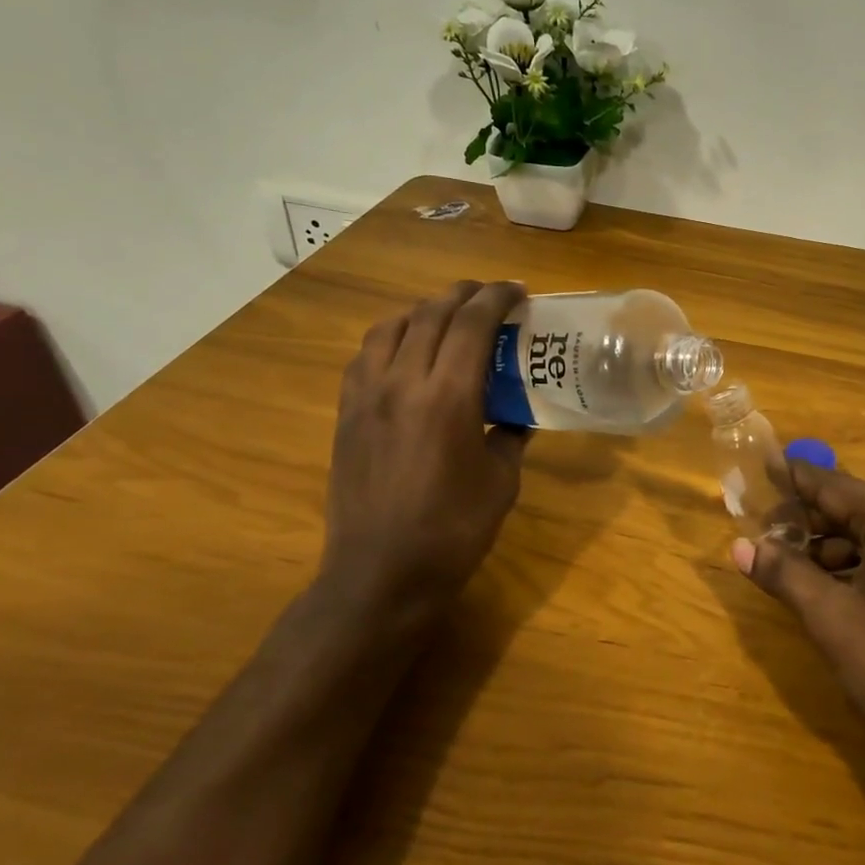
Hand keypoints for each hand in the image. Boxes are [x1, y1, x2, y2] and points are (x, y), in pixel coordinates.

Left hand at [313, 281, 529, 633]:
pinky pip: (366, 356)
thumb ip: (510, 436)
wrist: (381, 573)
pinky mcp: (346, 414)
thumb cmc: (453, 531)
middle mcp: (402, 382)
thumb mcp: (501, 482)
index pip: (471, 322)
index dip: (497, 298)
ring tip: (447, 318)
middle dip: (464, 295)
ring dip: (423, 311)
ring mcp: (366, 396)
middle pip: (430, 313)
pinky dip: (391, 338)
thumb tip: (517, 415)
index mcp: (448, 396)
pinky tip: (406, 354)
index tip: (519, 291)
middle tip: (490, 297)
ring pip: (391, 327)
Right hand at [732, 463, 864, 776]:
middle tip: (759, 533)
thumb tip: (739, 546)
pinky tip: (828, 588)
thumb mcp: (832, 620)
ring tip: (785, 565)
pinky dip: (857, 563)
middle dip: (805, 520)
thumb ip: (784, 574)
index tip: (754, 471)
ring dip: (828, 546)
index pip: (830, 484)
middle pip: (851, 505)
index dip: (788, 479)